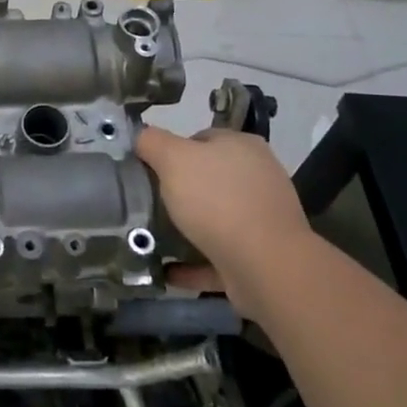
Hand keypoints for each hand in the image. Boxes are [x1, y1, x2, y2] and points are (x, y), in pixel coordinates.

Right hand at [137, 125, 311, 319]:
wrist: (267, 267)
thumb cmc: (218, 201)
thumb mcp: (173, 159)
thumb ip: (151, 141)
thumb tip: (139, 136)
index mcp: (242, 147)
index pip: (200, 139)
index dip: (171, 152)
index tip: (148, 170)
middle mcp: (257, 178)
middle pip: (207, 178)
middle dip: (177, 192)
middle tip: (147, 203)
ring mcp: (262, 219)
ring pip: (214, 218)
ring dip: (186, 228)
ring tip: (152, 236)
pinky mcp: (259, 256)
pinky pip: (217, 255)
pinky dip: (193, 262)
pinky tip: (168, 270)